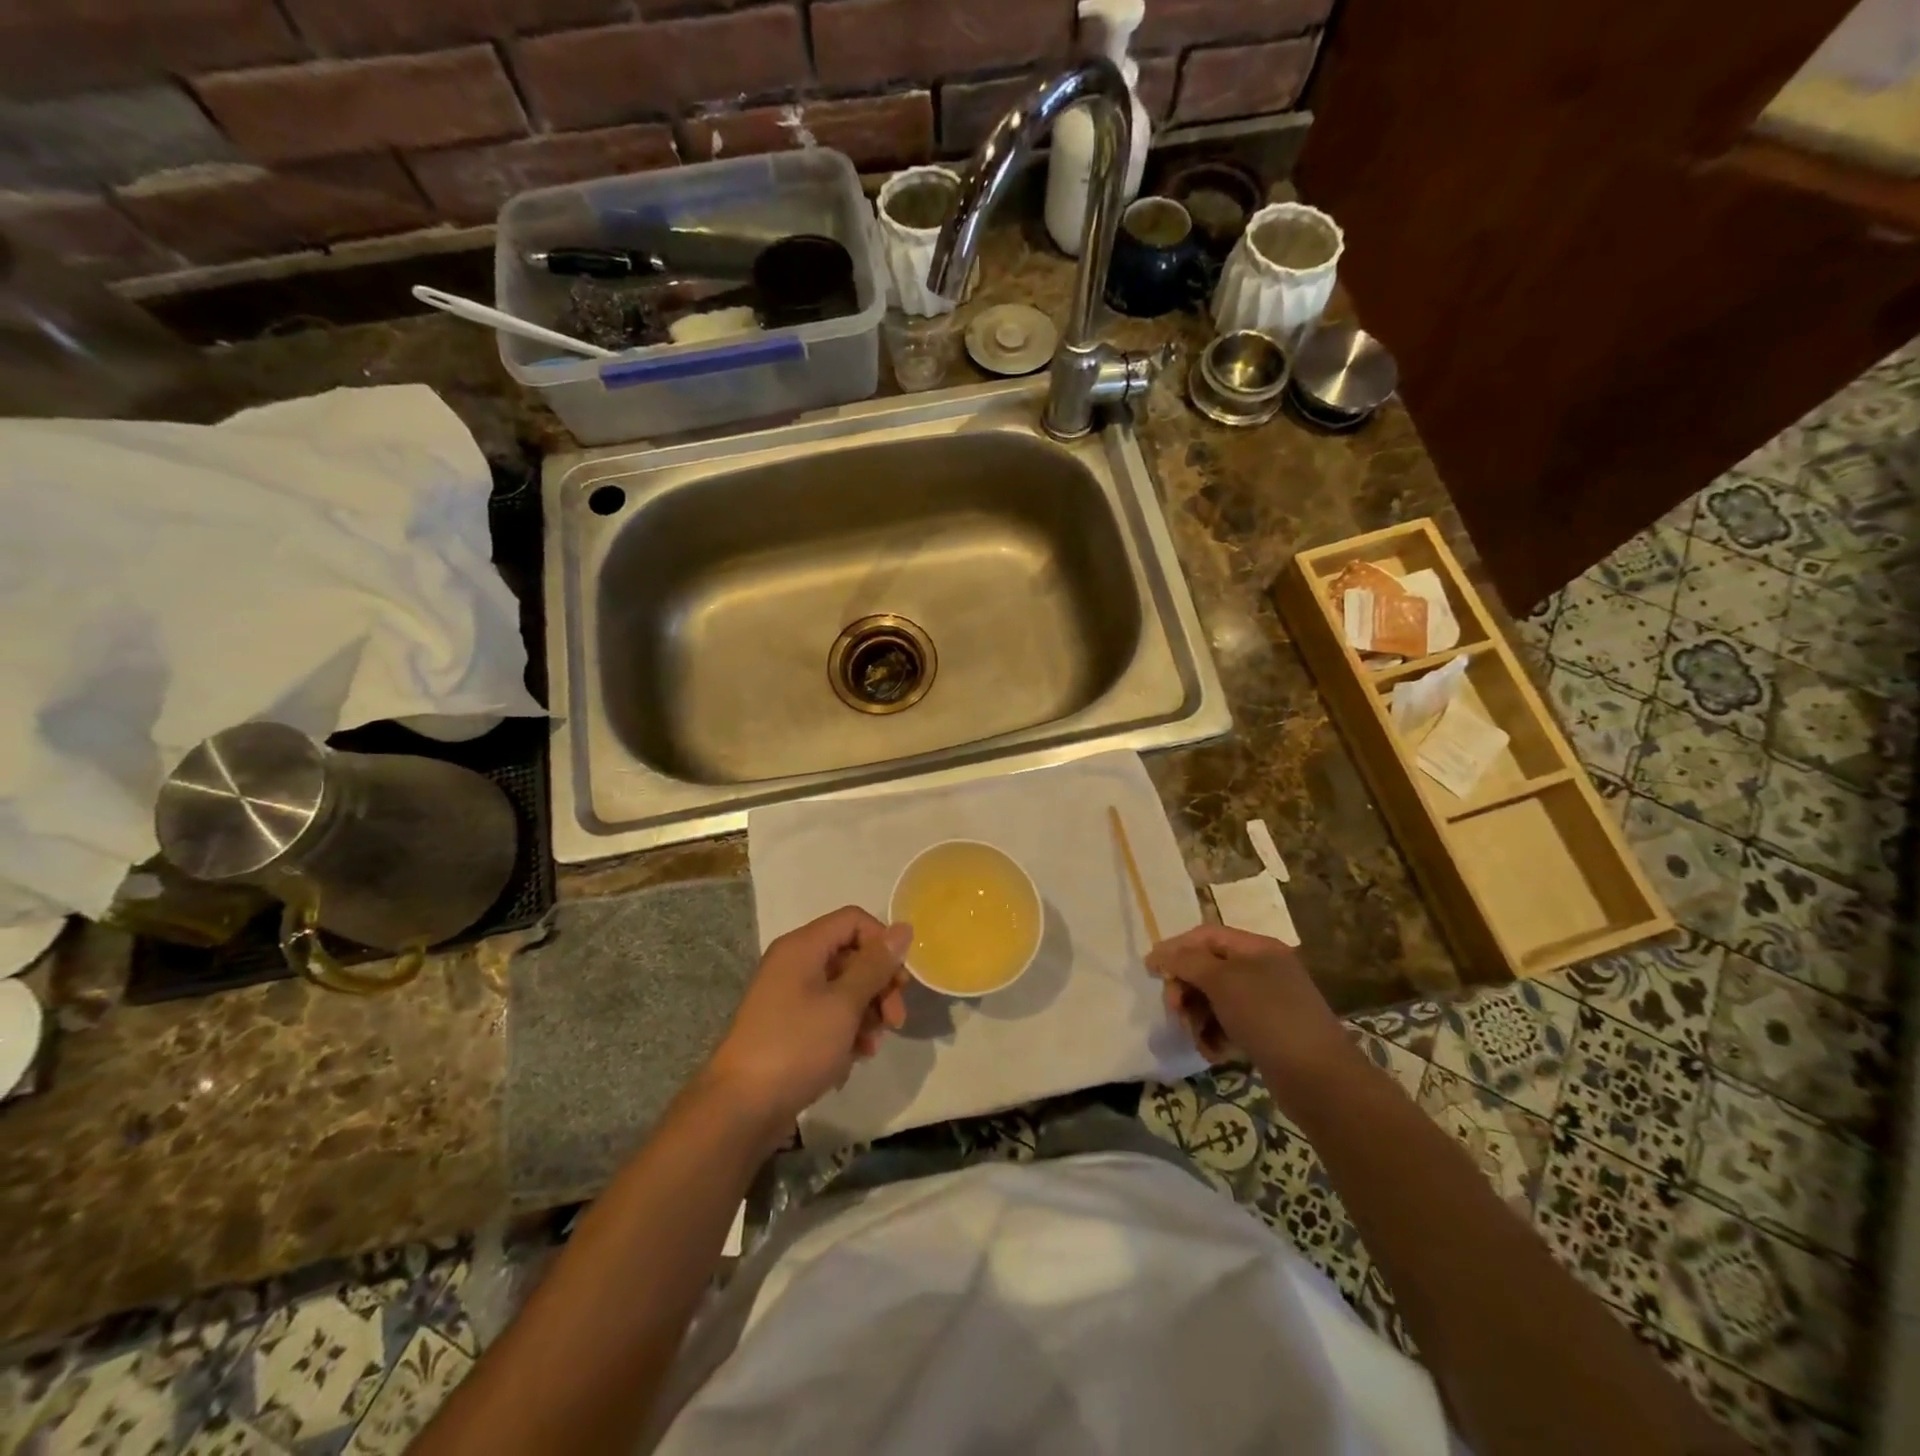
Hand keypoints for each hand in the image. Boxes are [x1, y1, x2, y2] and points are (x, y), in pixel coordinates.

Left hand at [703, 906, 911, 1138]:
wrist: (741, 1107)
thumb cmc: (796, 1046)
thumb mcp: (844, 1004)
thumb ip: (875, 965)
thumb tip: (903, 928)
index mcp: (803, 946)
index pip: (854, 920)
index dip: (882, 943)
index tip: (899, 980)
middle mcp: (795, 963)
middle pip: (852, 955)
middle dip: (879, 985)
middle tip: (895, 1021)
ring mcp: (790, 995)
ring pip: (844, 988)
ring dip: (867, 1013)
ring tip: (872, 1046)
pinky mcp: (790, 1025)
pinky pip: (828, 1013)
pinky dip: (847, 1030)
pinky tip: (854, 1057)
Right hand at [1146, 925, 1352, 1099]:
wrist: (1319, 1079)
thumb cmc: (1268, 1017)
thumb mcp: (1223, 981)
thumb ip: (1187, 962)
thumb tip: (1160, 953)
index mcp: (1257, 948)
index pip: (1206, 936)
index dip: (1175, 948)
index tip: (1150, 969)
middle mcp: (1262, 970)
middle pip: (1207, 968)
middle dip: (1186, 988)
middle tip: (1175, 1011)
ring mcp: (1266, 1003)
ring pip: (1214, 999)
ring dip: (1197, 1016)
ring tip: (1196, 1038)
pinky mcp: (1266, 1033)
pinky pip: (1228, 1024)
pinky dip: (1215, 1035)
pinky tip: (1213, 1053)